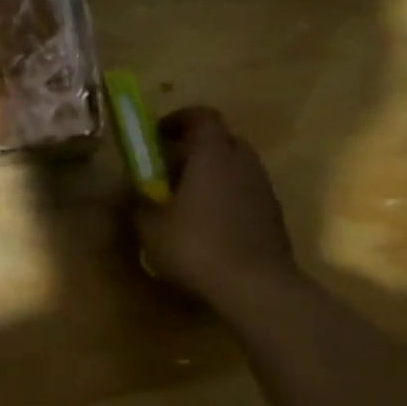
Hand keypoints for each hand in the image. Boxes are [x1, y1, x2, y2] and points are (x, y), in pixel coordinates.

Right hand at [133, 106, 300, 302]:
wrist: (257, 288)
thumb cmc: (198, 246)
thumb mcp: (151, 227)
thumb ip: (139, 203)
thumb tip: (131, 192)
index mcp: (212, 154)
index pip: (202, 116)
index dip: (179, 120)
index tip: (158, 135)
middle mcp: (242, 162)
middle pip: (222, 140)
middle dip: (197, 147)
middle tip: (172, 166)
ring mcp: (263, 189)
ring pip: (237, 167)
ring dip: (215, 174)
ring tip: (190, 199)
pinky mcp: (275, 216)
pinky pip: (248, 193)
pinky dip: (230, 198)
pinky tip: (212, 225)